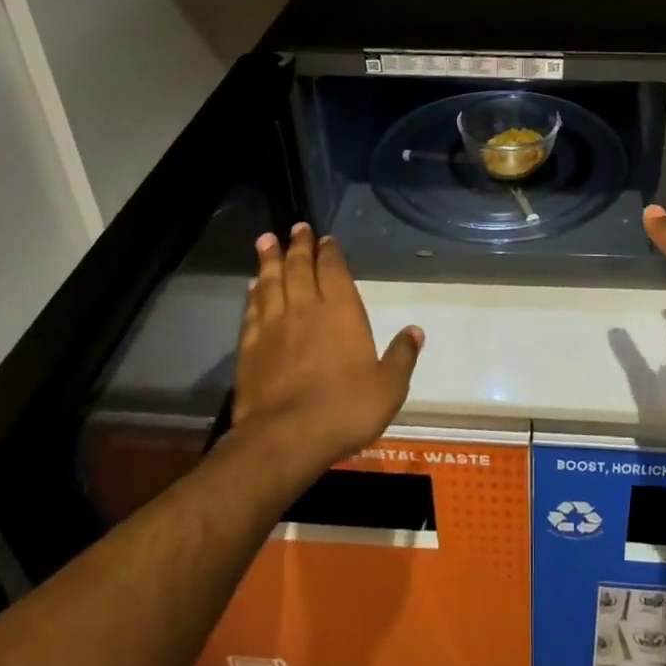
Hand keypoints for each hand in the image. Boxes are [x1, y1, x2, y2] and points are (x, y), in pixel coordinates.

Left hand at [233, 224, 422, 474]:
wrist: (285, 438)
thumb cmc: (344, 409)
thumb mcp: (388, 387)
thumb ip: (402, 356)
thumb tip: (416, 331)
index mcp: (341, 312)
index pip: (334, 271)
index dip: (330, 252)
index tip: (326, 238)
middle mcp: (306, 309)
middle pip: (299, 268)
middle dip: (299, 246)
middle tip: (297, 227)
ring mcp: (273, 327)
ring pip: (271, 283)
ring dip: (269, 260)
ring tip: (266, 240)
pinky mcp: (249, 348)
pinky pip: (252, 311)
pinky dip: (253, 294)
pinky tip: (252, 287)